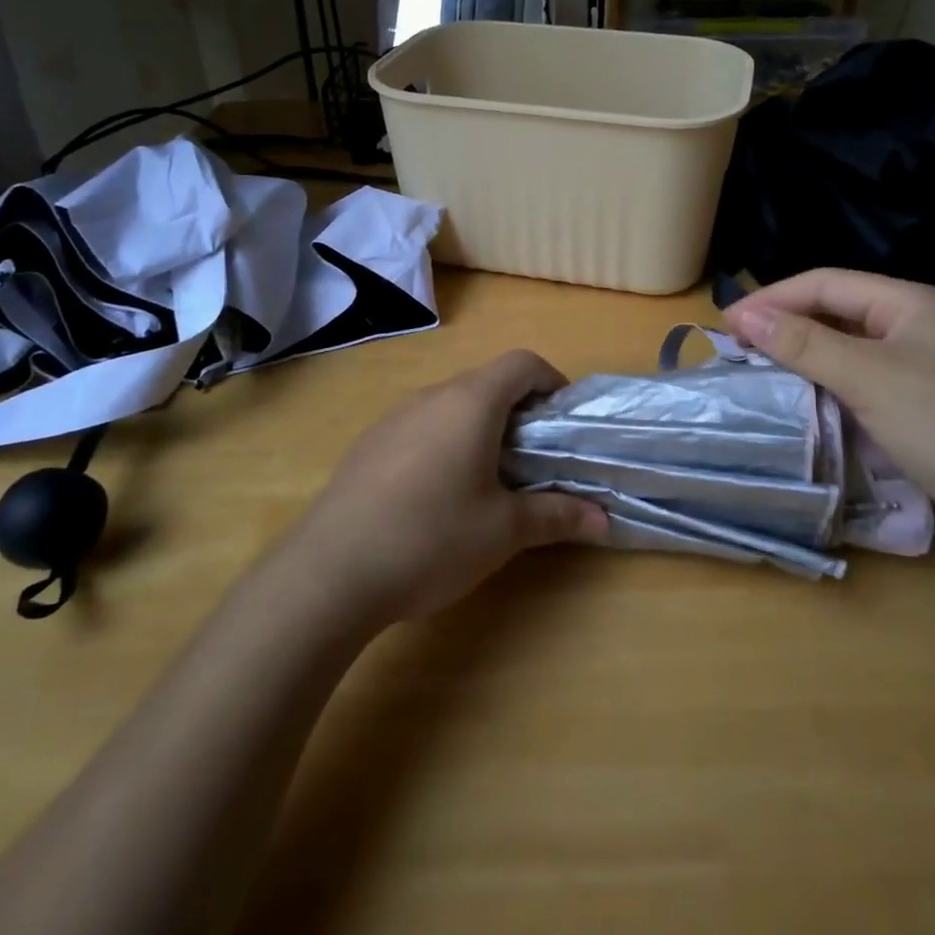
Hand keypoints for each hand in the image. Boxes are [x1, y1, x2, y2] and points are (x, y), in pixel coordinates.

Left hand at [290, 350, 607, 623]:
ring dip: (480, 428)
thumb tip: (604, 520)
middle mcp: (432, 396)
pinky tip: (436, 496)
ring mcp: (394, 417)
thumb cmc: (431, 538)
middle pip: (487, 382)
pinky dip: (444, 442)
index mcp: (471, 402)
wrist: (329, 571)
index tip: (563, 421)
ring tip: (488, 480)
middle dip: (519, 412)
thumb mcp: (503, 531)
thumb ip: (556, 516)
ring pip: (452, 405)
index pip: (522, 363)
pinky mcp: (369, 444)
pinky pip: (421, 426)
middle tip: (534, 460)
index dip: (551, 382)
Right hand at [724, 269, 934, 530]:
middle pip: (837, 311)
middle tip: (737, 348)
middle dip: (786, 325)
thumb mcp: (869, 376)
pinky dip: (829, 385)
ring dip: (804, 356)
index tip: (726, 324)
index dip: (773, 298)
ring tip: (760, 372)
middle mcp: (917, 326)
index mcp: (910, 302)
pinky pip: (863, 381)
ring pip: (848, 348)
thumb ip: (804, 343)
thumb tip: (744, 315)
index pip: (826, 283)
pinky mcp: (925, 407)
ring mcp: (924, 368)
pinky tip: (805, 401)